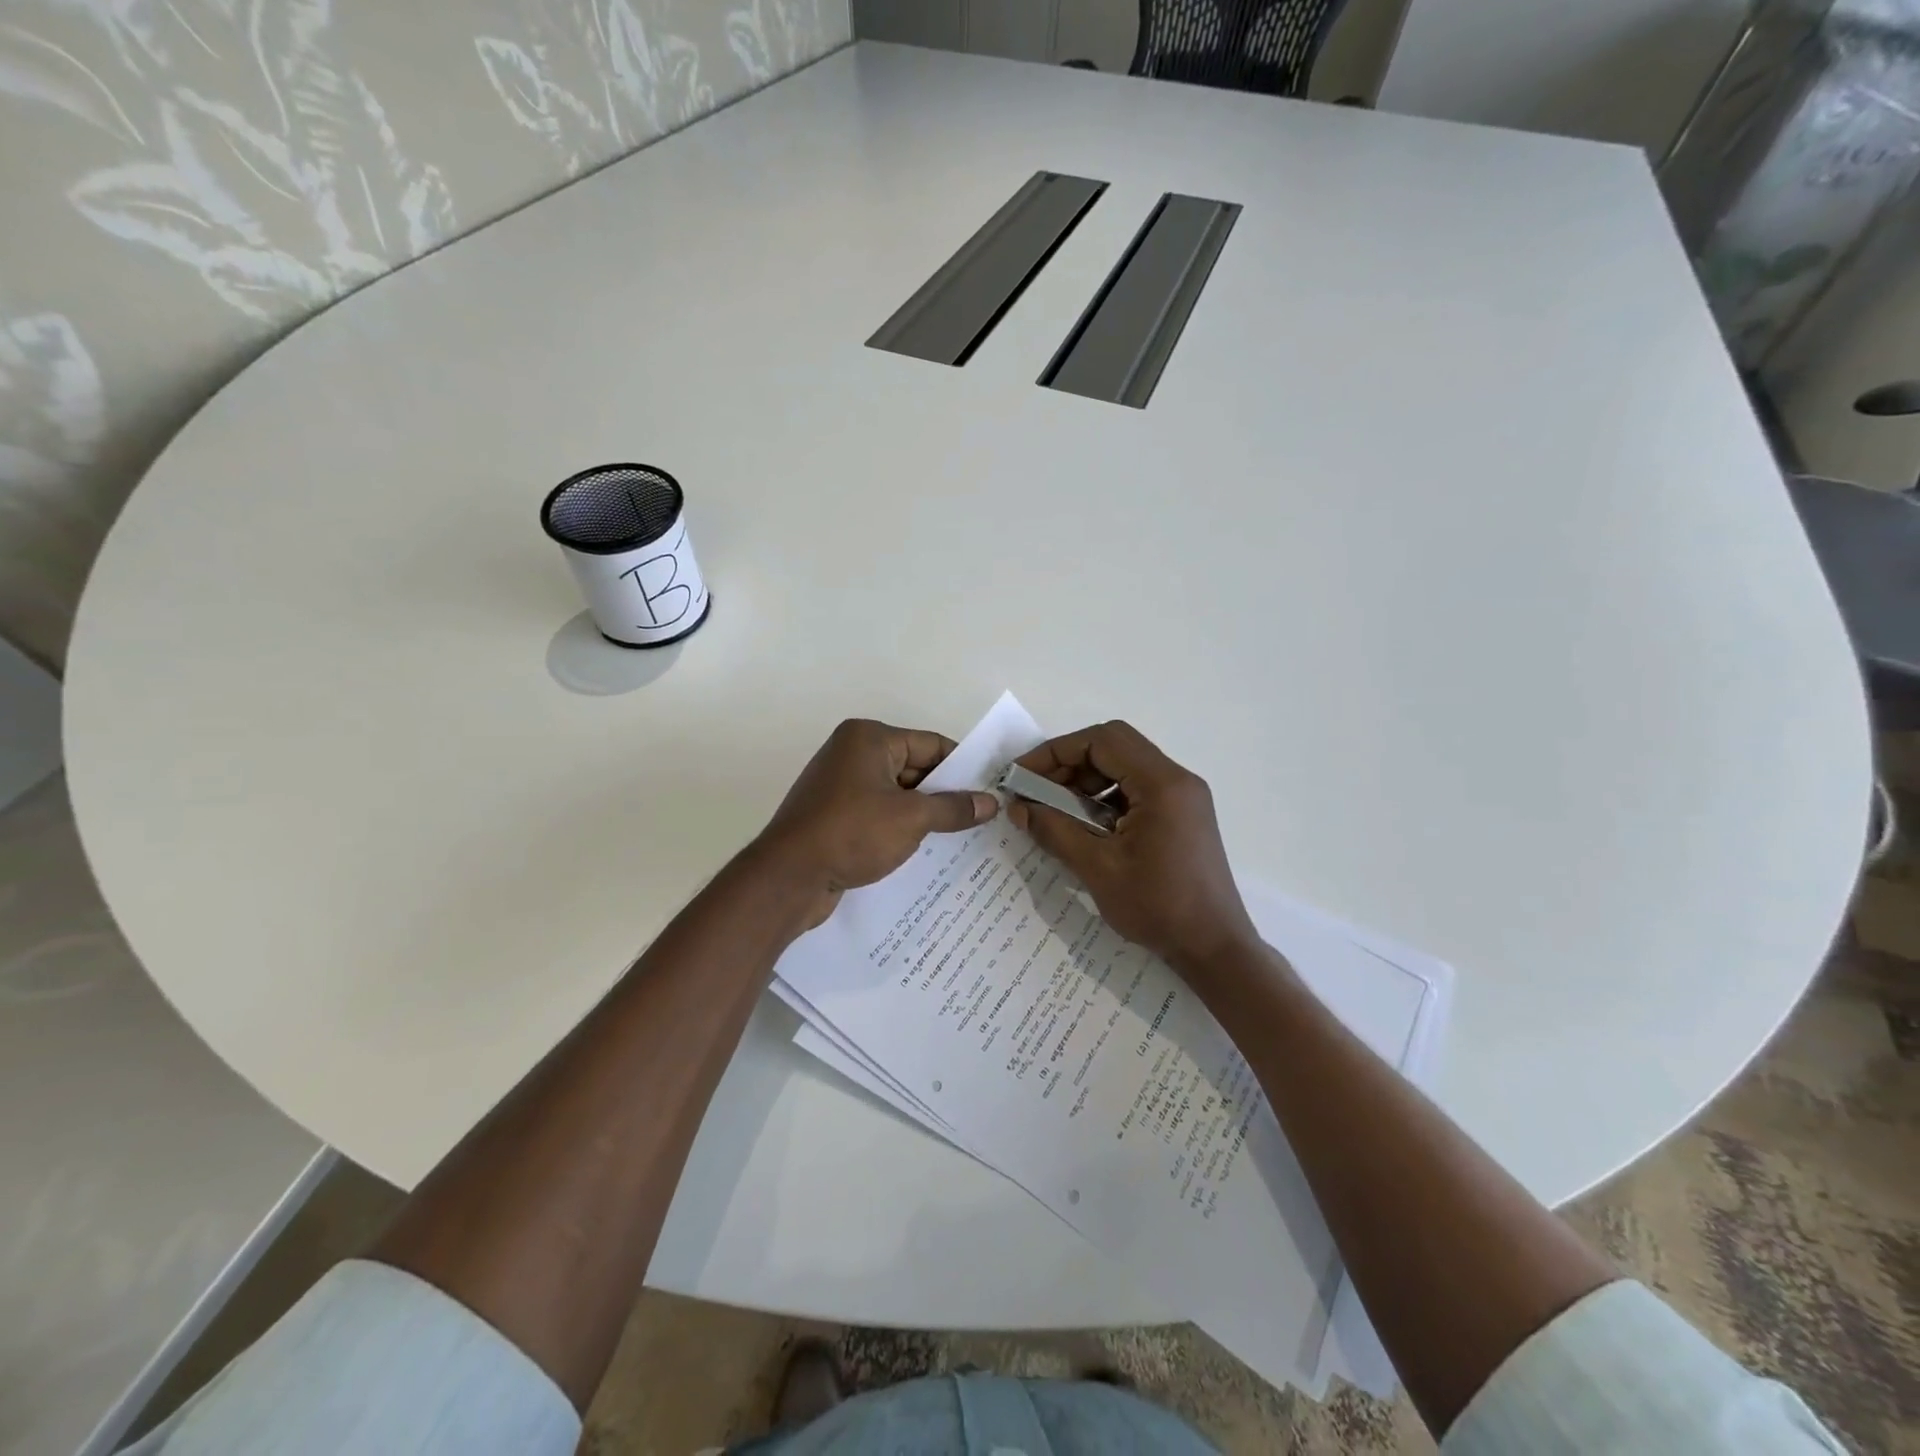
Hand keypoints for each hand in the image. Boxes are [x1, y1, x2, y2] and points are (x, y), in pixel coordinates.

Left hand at [755, 719, 998, 929]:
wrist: (788, 877)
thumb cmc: (852, 833)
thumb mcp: (911, 818)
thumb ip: (953, 808)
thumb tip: (991, 802)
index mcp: (869, 738)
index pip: (930, 744)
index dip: (963, 767)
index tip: (991, 790)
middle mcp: (852, 753)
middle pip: (914, 768)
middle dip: (944, 794)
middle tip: (982, 818)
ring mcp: (840, 785)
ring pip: (896, 794)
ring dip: (924, 814)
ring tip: (960, 837)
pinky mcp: (833, 815)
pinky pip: (878, 814)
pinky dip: (899, 828)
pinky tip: (923, 850)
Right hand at [1008, 721, 1257, 975]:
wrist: (1214, 947)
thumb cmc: (1158, 906)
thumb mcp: (1097, 868)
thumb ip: (1054, 830)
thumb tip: (1017, 807)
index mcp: (1162, 783)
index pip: (1102, 741)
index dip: (1056, 752)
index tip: (1023, 775)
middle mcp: (1177, 779)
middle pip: (1113, 747)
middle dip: (1068, 764)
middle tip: (1035, 792)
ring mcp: (1182, 797)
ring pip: (1123, 767)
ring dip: (1085, 781)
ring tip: (1054, 811)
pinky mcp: (1181, 815)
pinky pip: (1136, 789)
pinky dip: (1104, 798)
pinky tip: (1084, 826)